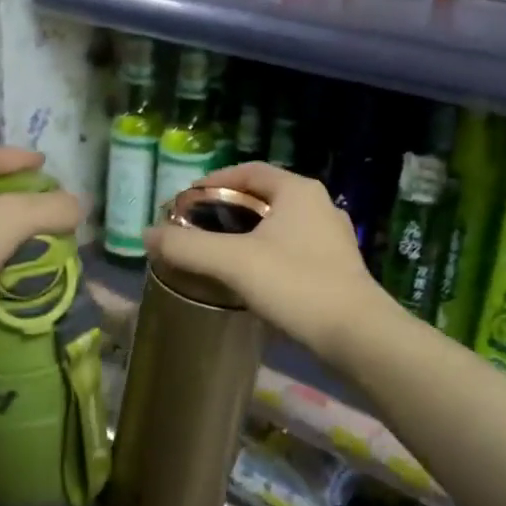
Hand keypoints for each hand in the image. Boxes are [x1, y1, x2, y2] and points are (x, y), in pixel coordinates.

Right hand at [143, 162, 389, 360]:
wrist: (357, 335)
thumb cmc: (295, 285)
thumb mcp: (233, 262)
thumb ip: (187, 246)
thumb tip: (147, 234)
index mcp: (297, 190)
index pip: (249, 171)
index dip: (215, 181)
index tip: (187, 201)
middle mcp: (319, 205)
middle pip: (264, 196)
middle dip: (229, 209)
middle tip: (198, 227)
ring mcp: (332, 237)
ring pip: (280, 224)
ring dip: (249, 233)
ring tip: (219, 253)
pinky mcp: (337, 266)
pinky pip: (293, 248)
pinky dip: (268, 253)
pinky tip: (252, 277)